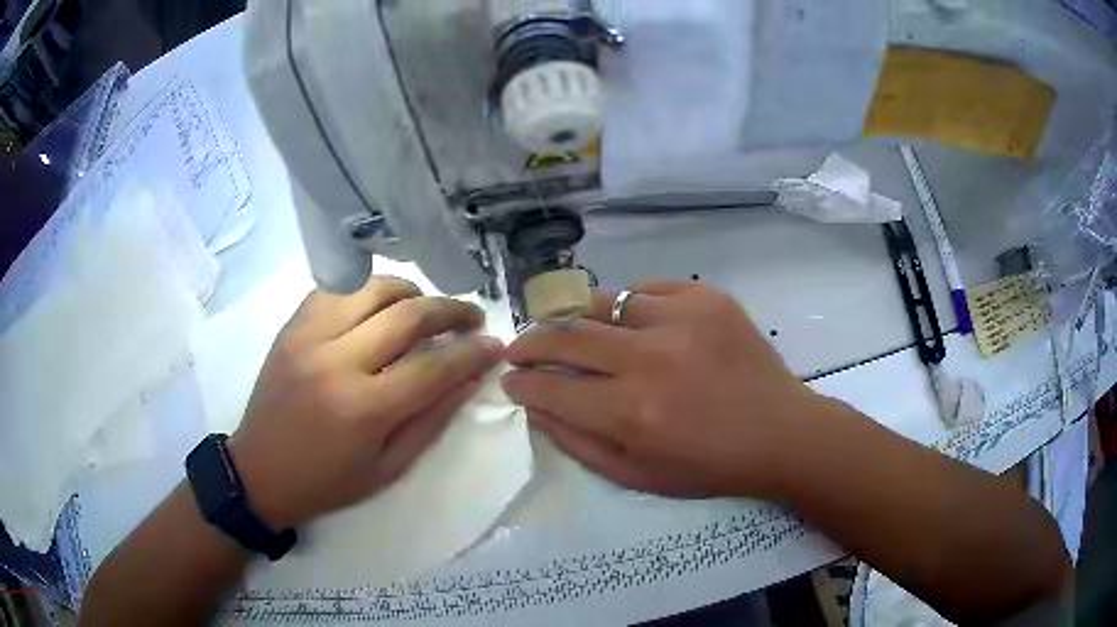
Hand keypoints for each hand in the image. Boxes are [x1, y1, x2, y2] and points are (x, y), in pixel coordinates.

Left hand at [229, 277, 502, 528]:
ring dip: (411, 292)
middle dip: (451, 311)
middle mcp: (336, 361)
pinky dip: (367, 291)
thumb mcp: (389, 468)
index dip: (472, 353)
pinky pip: (337, 288)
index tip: (495, 344)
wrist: (260, 471)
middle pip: (408, 315)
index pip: (434, 366)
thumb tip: (470, 378)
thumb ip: (432, 419)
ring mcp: (309, 335)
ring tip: (425, 309)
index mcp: (363, 409)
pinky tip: (378, 308)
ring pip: (373, 288)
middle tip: (471, 318)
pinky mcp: (292, 326)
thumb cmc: (327, 481)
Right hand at [502, 280, 825, 498]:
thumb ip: (580, 443)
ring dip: (581, 320)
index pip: (553, 387)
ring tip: (574, 331)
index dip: (523, 382)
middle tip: (520, 346)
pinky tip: (631, 321)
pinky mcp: (707, 298)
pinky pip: (648, 289)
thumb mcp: (638, 475)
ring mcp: (681, 319)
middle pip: (569, 336)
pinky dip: (630, 304)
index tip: (510, 378)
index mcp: (632, 411)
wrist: (779, 432)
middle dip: (532, 342)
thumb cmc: (709, 465)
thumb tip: (537, 409)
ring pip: (605, 304)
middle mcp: (650, 358)